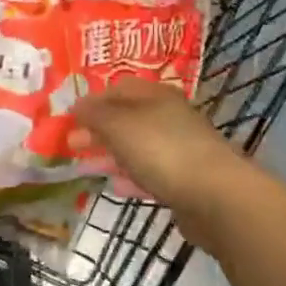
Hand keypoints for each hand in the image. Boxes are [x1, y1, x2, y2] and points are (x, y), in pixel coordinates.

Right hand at [73, 79, 247, 253]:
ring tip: (87, 167)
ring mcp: (180, 149)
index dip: (92, 100)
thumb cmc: (162, 151)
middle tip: (71, 144)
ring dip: (112, 155)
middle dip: (98, 130)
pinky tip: (116, 187)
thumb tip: (77, 105)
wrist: (216, 197)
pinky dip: (131, 177)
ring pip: (137, 147)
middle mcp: (170, 117)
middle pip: (127, 118)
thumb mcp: (119, 126)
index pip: (118, 88)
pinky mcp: (186, 180)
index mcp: (156, 95)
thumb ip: (95, 114)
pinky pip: (151, 173)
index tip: (69, 117)